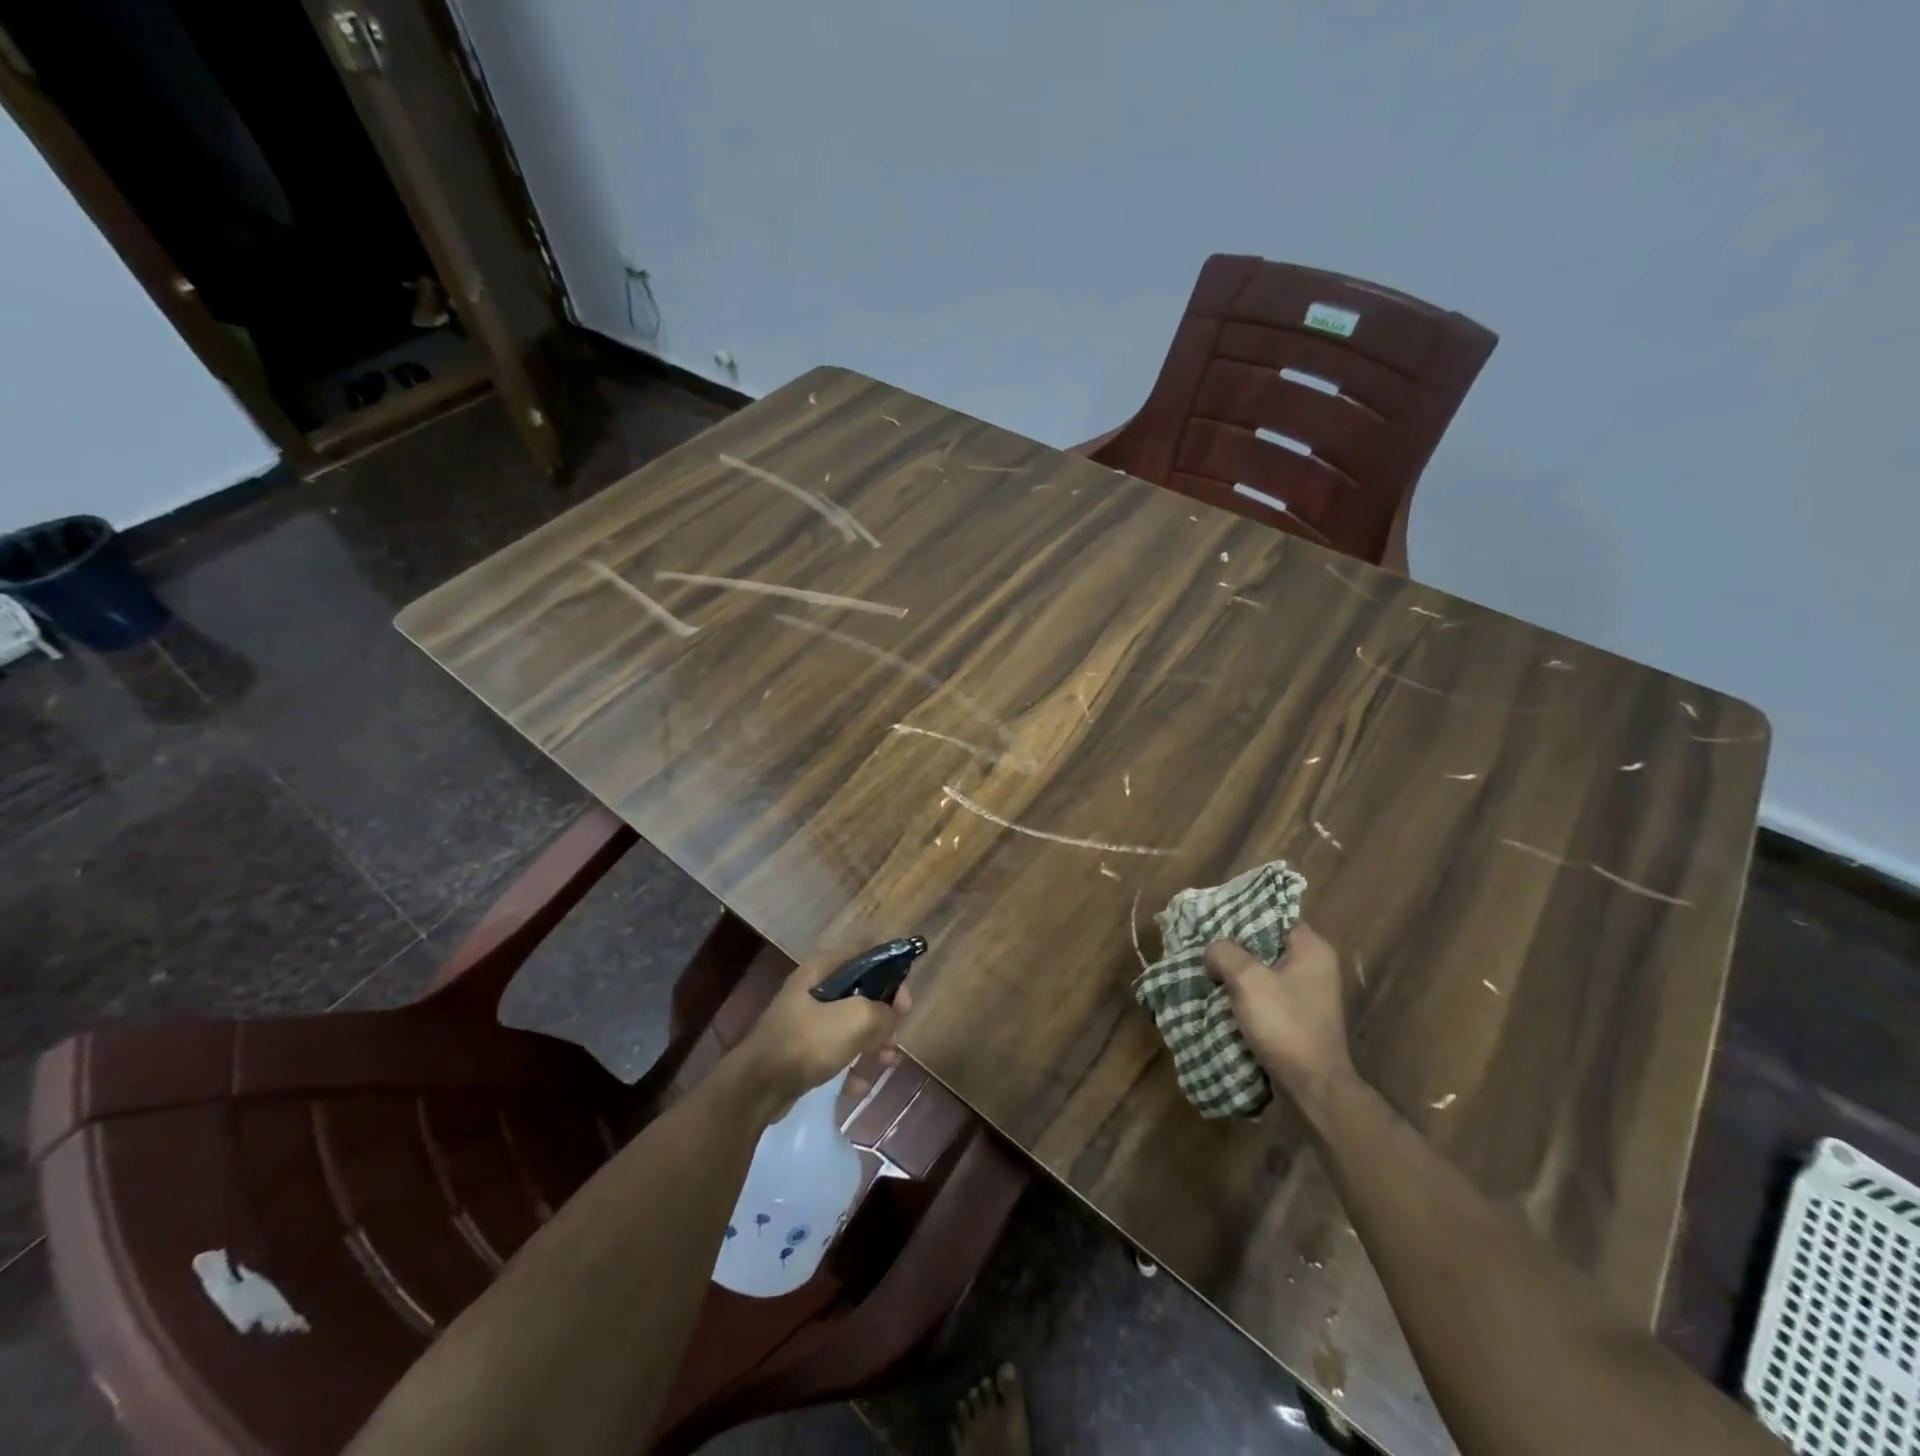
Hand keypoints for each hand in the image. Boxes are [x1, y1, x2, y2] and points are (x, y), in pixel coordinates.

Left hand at [733, 954, 911, 1116]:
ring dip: (872, 1046)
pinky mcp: (802, 1050)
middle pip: (862, 997)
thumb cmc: (808, 1041)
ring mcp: (806, 1021)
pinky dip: (850, 1066)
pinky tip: (856, 1086)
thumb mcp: (855, 1019)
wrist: (758, 1087)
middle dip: (882, 1021)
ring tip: (882, 1065)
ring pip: (851, 1027)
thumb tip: (890, 1017)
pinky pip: (836, 1051)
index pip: (867, 961)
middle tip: (893, 1043)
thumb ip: (883, 1012)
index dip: (891, 979)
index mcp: (822, 969)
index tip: (904, 1007)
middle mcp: (814, 989)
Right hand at [1205, 922, 1353, 1113]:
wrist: (1312, 1088)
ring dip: (1233, 971)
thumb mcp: (1248, 980)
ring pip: (1260, 969)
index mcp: (1311, 949)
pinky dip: (1241, 993)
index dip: (1241, 913)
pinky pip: (1263, 993)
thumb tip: (1212, 951)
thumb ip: (1224, 952)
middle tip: (1200, 943)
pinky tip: (1216, 995)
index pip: (1273, 913)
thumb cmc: (1285, 1025)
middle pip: (1264, 941)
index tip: (1211, 917)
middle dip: (1232, 944)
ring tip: (1202, 968)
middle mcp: (1313, 966)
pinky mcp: (1295, 1017)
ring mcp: (1305, 994)